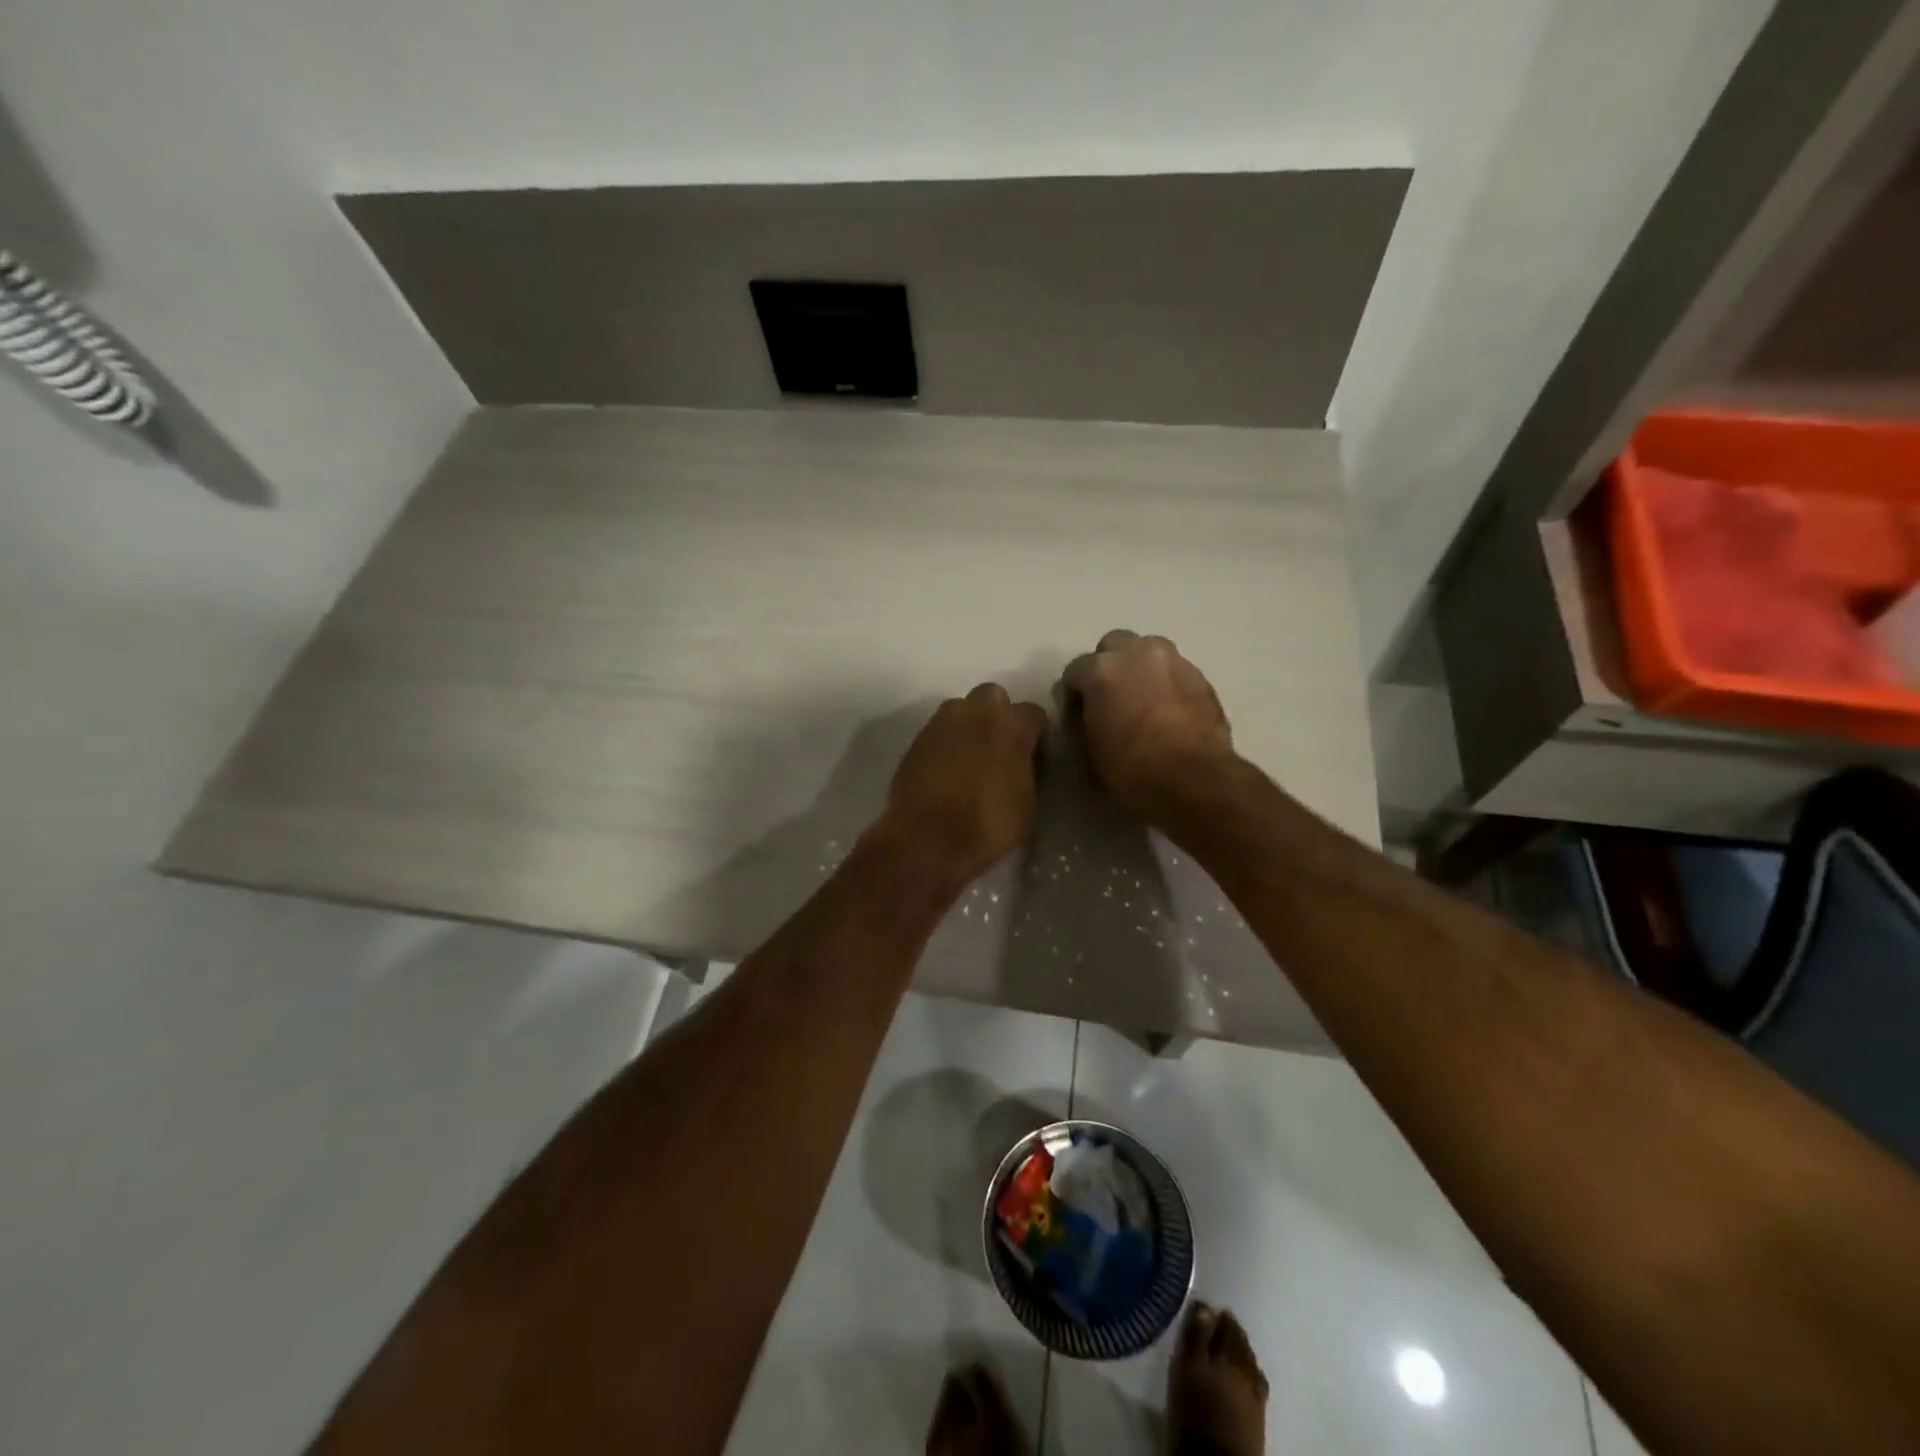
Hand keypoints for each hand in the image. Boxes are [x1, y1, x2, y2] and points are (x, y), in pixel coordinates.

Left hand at [874, 684, 1048, 889]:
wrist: (926, 840)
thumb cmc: (987, 826)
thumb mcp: (1028, 805)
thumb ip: (1029, 771)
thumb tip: (1024, 762)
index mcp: (1011, 726)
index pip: (1034, 713)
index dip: (1036, 733)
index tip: (1034, 753)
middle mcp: (976, 713)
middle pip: (994, 696)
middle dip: (999, 714)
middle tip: (1000, 746)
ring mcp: (941, 723)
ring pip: (961, 708)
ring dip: (970, 723)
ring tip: (971, 755)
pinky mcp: (916, 739)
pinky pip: (938, 729)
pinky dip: (947, 741)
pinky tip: (947, 768)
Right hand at [1063, 630, 1234, 817]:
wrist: (1194, 779)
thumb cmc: (1131, 769)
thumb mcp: (1090, 749)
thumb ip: (1086, 720)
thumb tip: (1091, 715)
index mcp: (1101, 670)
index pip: (1075, 671)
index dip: (1074, 694)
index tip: (1079, 715)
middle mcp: (1137, 653)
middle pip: (1114, 645)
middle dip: (1109, 666)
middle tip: (1111, 697)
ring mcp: (1173, 661)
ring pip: (1148, 652)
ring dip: (1141, 669)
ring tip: (1142, 700)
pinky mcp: (1201, 676)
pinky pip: (1174, 672)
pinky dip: (1166, 684)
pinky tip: (1168, 711)